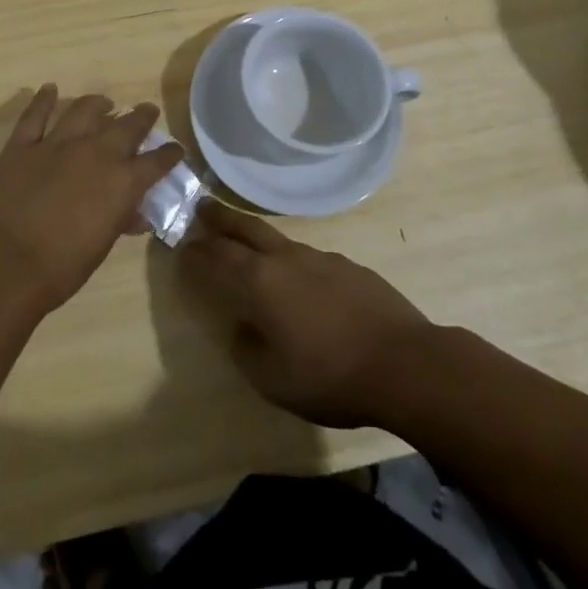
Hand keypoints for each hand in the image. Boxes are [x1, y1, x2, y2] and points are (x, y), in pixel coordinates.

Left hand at [0, 85, 184, 313]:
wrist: (5, 264)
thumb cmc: (61, 268)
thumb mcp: (101, 246)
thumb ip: (120, 221)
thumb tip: (136, 214)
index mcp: (122, 182)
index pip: (156, 161)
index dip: (169, 153)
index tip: (175, 148)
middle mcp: (95, 153)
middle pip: (127, 126)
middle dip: (141, 117)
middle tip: (147, 111)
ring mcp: (56, 144)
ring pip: (84, 111)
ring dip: (98, 104)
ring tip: (104, 103)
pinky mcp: (22, 145)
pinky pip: (35, 115)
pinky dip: (43, 100)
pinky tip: (49, 89)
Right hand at [179, 201, 433, 428]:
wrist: (406, 363)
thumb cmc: (331, 376)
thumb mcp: (274, 380)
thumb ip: (248, 350)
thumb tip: (242, 328)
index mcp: (260, 282)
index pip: (217, 258)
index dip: (196, 253)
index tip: (181, 246)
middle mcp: (286, 259)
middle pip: (245, 229)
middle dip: (219, 218)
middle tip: (201, 208)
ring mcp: (321, 258)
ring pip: (278, 239)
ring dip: (255, 236)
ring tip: (247, 244)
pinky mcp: (349, 266)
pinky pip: (309, 257)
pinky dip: (291, 261)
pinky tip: (300, 281)